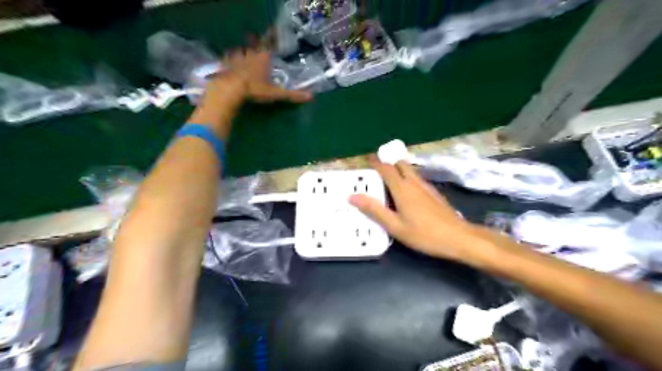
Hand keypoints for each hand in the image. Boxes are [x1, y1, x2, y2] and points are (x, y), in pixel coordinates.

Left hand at [205, 47, 312, 105]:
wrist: (229, 89)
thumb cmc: (254, 89)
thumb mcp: (275, 94)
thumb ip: (292, 95)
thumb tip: (311, 97)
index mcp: (263, 57)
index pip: (269, 44)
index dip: (271, 39)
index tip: (273, 33)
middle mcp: (250, 53)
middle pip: (254, 45)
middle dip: (257, 47)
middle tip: (259, 50)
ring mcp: (235, 57)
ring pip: (241, 51)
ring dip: (243, 53)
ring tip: (245, 57)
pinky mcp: (224, 63)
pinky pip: (228, 58)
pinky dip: (230, 59)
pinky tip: (229, 64)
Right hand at [348, 157, 492, 263]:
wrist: (459, 238)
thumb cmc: (424, 234)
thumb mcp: (395, 226)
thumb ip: (374, 210)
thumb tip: (352, 196)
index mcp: (402, 189)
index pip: (386, 169)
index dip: (376, 162)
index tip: (366, 160)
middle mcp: (414, 183)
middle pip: (400, 164)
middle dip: (388, 163)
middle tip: (376, 172)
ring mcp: (426, 187)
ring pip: (410, 170)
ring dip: (398, 170)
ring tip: (388, 181)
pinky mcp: (434, 193)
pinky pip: (417, 179)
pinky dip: (407, 178)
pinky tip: (406, 193)